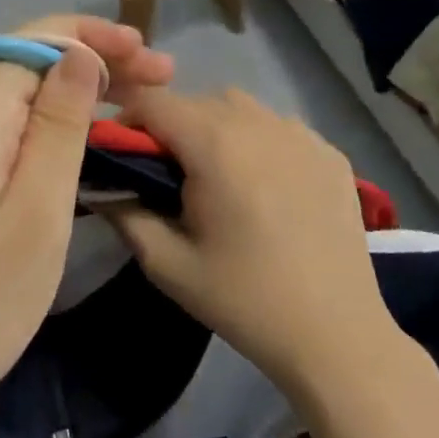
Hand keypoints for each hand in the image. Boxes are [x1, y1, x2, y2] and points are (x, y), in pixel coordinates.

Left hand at [0, 17, 172, 437]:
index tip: (149, 54)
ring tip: (133, 96)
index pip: (36, 39)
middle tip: (158, 75)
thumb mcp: (37, 210)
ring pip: (17, 87)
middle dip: (93, 55)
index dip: (95, 36)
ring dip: (75, 83)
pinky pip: (5, 120)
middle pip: (27, 57)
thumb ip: (59, 123)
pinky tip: (81, 130)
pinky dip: (49, 115)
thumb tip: (80, 53)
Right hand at [102, 88, 390, 397]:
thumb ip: (124, 213)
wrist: (337, 336)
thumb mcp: (168, 265)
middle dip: (171, 127)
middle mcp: (257, 122)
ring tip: (219, 175)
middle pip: (196, 101)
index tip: (123, 155)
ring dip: (216, 126)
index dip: (128, 120)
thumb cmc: (245, 300)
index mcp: (214, 144)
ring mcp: (300, 133)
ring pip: (239, 106)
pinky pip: (279, 126)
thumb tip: (101, 183)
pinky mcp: (329, 151)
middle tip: (169, 175)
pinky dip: (260, 140)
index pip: (154, 101)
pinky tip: (267, 185)